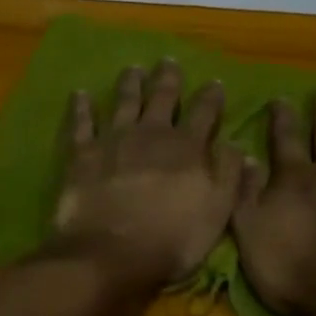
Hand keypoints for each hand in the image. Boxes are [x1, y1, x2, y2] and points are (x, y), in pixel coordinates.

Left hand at [50, 61, 245, 290]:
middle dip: (168, 78)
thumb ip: (228, 174)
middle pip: (162, 97)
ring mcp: (114, 139)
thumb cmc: (171, 239)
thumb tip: (236, 143)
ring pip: (124, 101)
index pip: (204, 112)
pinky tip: (79, 93)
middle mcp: (151, 133)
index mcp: (187, 147)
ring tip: (133, 69)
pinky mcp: (83, 153)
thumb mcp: (216, 211)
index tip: (215, 82)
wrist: (111, 253)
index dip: (211, 96)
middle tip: (168, 61)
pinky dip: (81, 107)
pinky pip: (81, 123)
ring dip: (130, 83)